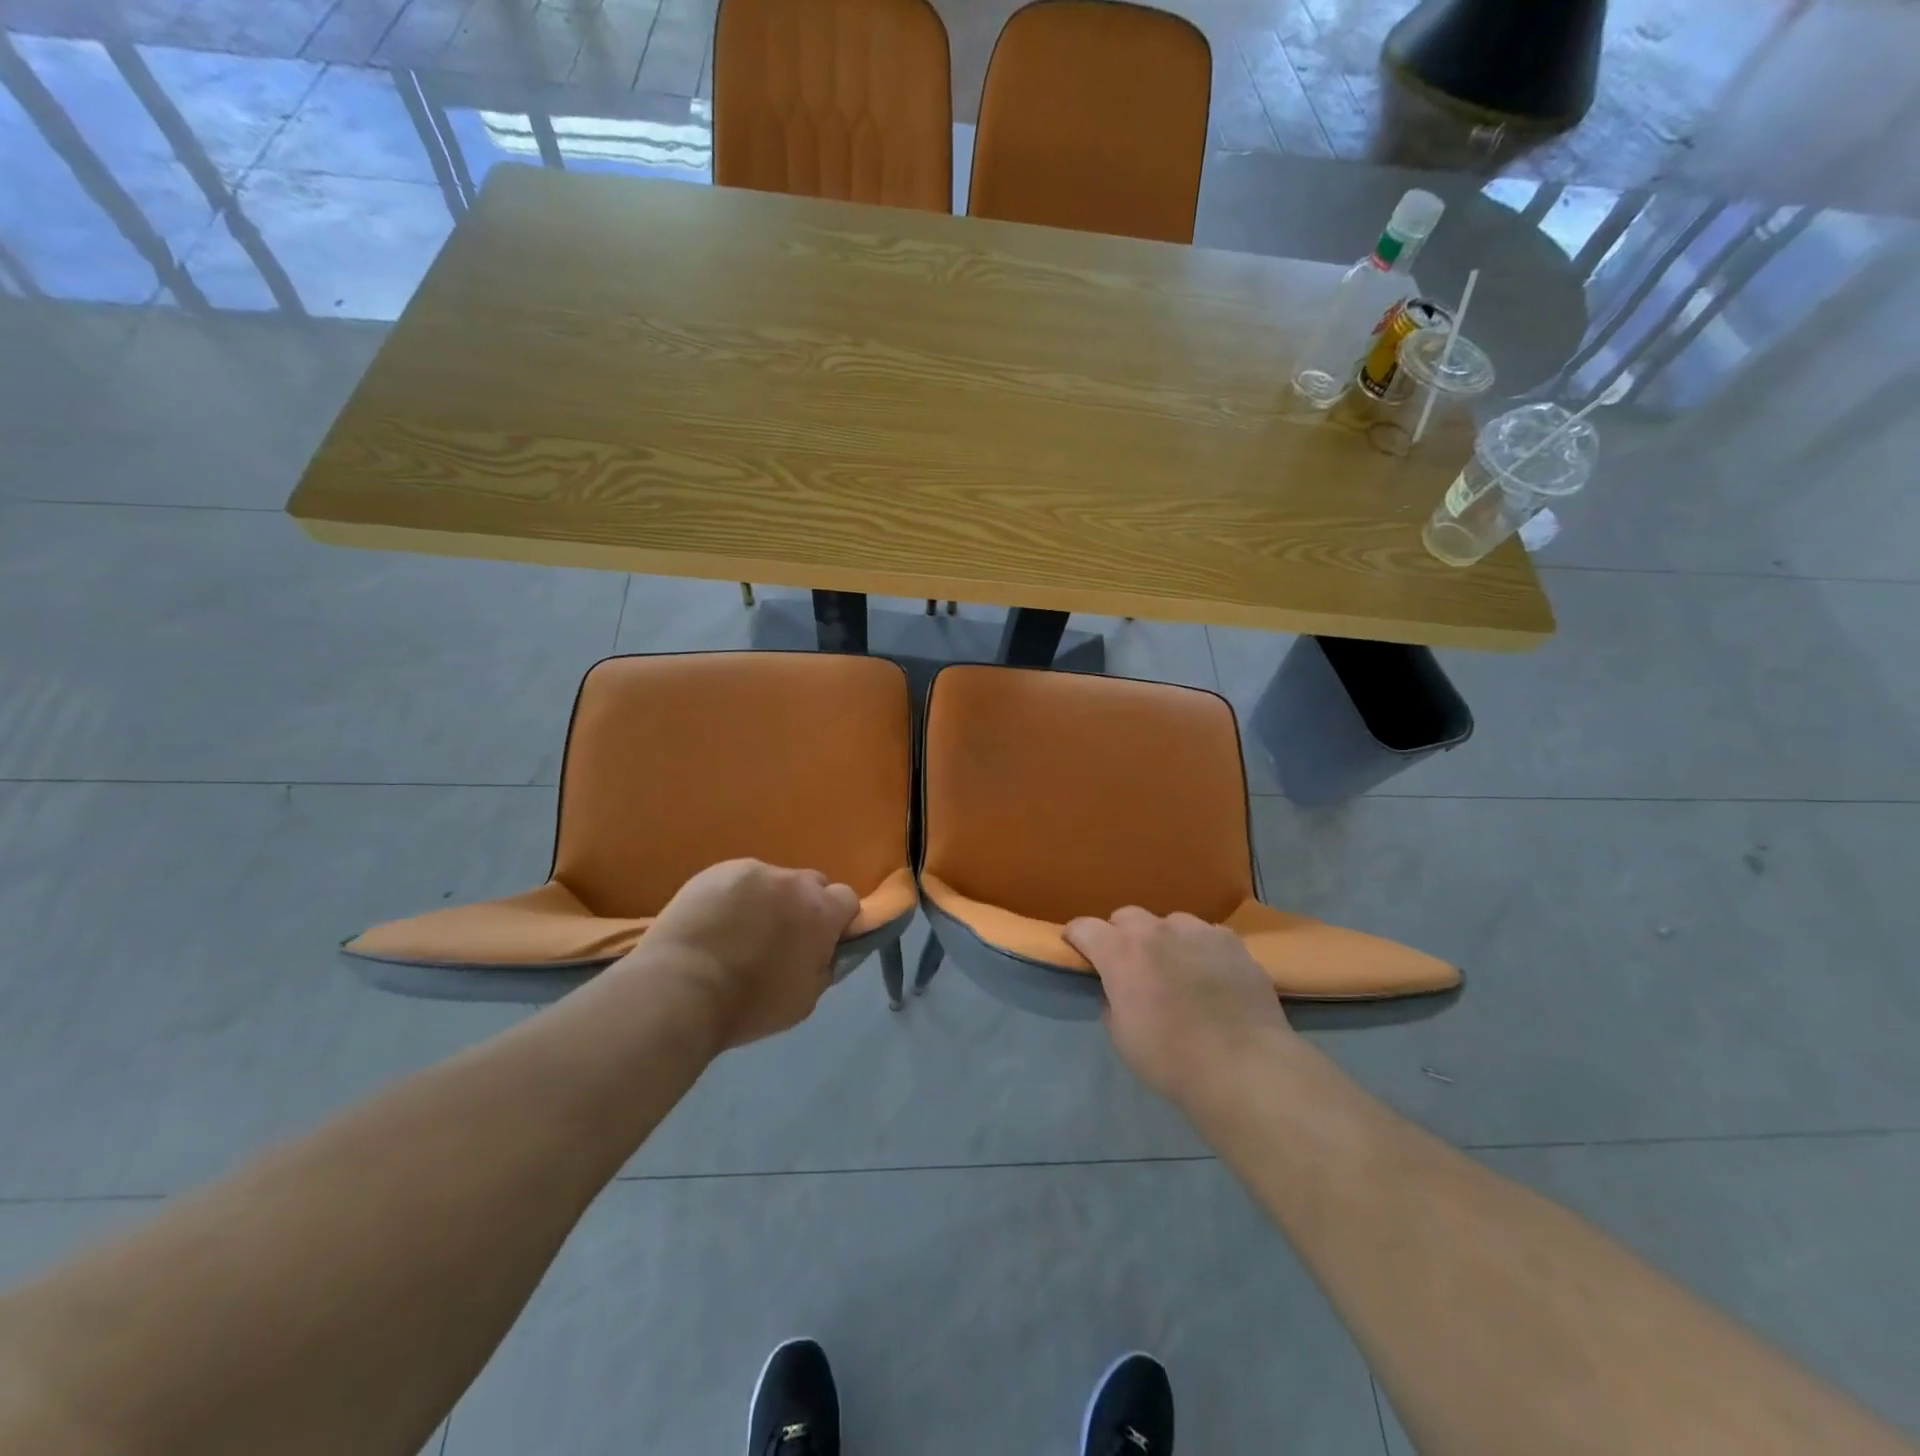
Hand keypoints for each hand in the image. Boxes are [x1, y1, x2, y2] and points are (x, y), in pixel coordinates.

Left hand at [615, 859, 858, 1050]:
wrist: (680, 990)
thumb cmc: (749, 1005)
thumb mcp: (806, 999)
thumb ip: (825, 965)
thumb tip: (827, 950)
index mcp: (821, 912)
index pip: (847, 899)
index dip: (837, 920)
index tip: (821, 941)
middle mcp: (793, 882)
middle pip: (812, 884)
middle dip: (804, 905)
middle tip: (781, 936)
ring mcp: (754, 871)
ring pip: (773, 881)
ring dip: (767, 900)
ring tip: (739, 930)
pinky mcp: (717, 870)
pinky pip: (738, 879)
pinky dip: (734, 897)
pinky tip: (714, 922)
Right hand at [1064, 908, 1297, 1108]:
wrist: (1244, 1066)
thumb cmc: (1171, 1059)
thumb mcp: (1121, 1037)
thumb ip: (1112, 1001)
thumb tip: (1117, 989)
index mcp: (1121, 952)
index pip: (1084, 928)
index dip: (1076, 938)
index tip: (1078, 950)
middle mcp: (1156, 930)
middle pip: (1126, 917)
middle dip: (1121, 936)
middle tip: (1129, 965)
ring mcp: (1197, 931)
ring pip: (1169, 923)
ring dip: (1163, 940)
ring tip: (1175, 968)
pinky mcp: (1231, 942)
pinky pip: (1206, 935)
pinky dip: (1199, 949)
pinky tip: (1210, 974)